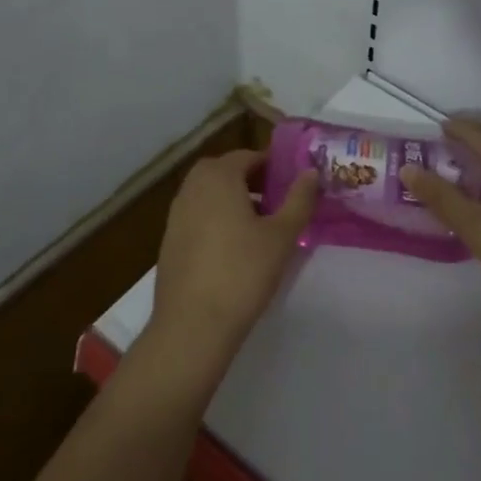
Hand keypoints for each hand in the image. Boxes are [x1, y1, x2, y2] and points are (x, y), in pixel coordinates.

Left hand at [148, 150, 317, 372]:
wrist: (193, 324)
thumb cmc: (243, 272)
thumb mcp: (282, 235)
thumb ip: (299, 199)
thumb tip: (311, 172)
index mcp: (218, 177)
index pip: (248, 156)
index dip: (273, 165)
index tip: (293, 181)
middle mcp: (192, 187)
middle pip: (225, 171)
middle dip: (252, 179)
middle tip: (278, 199)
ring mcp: (176, 213)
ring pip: (209, 193)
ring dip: (233, 198)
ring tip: (260, 224)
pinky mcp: (170, 239)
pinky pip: (198, 215)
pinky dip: (216, 218)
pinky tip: (234, 247)